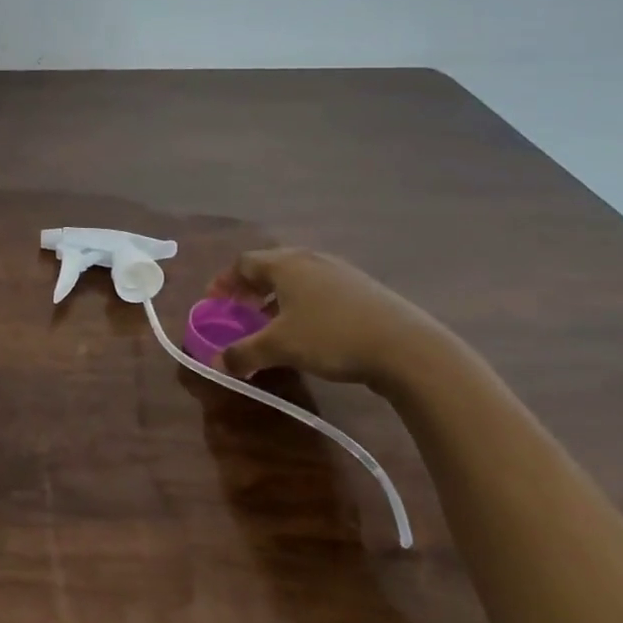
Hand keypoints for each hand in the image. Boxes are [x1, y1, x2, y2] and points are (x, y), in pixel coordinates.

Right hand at [207, 247, 449, 389]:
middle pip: (270, 266)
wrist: (407, 348)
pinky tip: (309, 331)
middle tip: (240, 311)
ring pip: (298, 279)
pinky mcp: (364, 290)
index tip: (215, 302)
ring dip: (277, 298)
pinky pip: (320, 290)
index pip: (243, 262)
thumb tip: (217, 363)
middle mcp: (311, 259)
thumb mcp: (280, 347)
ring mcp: (342, 272)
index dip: (224, 281)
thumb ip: (244, 353)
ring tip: (272, 324)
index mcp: (286, 264)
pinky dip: (304, 305)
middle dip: (250, 288)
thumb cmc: (331, 337)